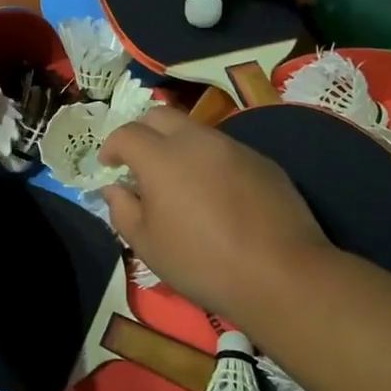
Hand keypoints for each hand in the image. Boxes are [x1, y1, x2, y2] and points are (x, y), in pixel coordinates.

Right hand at [100, 107, 333, 328]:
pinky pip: (224, 150)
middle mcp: (196, 141)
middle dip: (142, 132)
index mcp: (161, 158)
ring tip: (179, 180)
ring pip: (195, 131)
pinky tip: (216, 194)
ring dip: (177, 145)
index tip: (109, 166)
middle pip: (160, 115)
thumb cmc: (202, 262)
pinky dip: (209, 161)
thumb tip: (114, 189)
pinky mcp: (262, 161)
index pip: (126, 134)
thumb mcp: (147, 245)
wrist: (281, 274)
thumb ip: (122, 210)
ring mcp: (233, 147)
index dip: (111, 146)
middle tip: (139, 162)